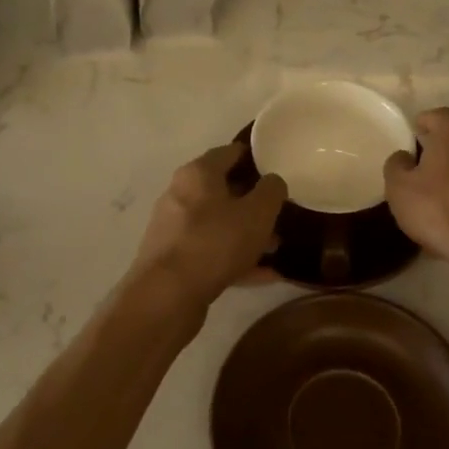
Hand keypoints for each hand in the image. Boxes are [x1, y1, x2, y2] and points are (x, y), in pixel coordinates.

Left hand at [130, 143, 287, 307]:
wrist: (166, 295)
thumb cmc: (215, 242)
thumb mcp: (257, 213)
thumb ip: (272, 190)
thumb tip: (272, 181)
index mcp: (198, 173)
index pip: (231, 152)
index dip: (256, 158)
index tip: (279, 169)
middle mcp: (181, 193)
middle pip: (224, 190)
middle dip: (254, 201)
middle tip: (281, 212)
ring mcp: (174, 228)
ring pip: (219, 223)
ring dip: (247, 233)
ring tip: (277, 248)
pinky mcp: (174, 258)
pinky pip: (212, 251)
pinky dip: (236, 258)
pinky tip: (264, 274)